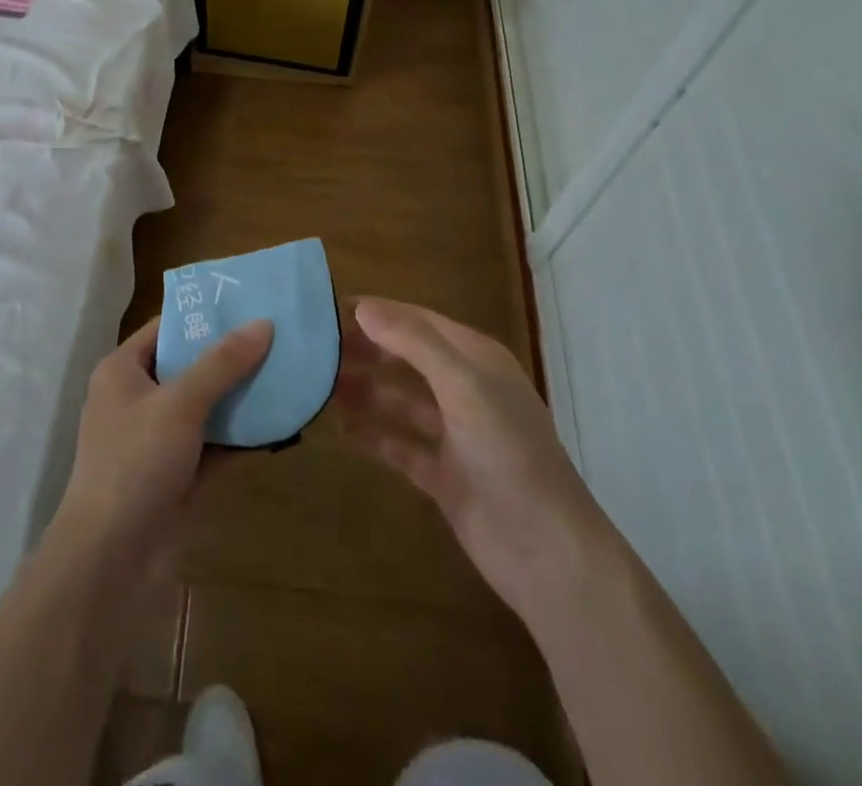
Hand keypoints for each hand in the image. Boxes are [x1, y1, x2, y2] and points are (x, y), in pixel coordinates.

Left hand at [55, 315, 273, 560]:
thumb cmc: (135, 462)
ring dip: (239, 397)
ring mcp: (155, 441)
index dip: (204, 315)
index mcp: (122, 371)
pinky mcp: (174, 476)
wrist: (110, 561)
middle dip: (230, 357)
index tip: (248, 304)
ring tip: (286, 375)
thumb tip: (263, 323)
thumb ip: (222, 363)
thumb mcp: (180, 402)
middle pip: (188, 366)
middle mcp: (136, 399)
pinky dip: (238, 437)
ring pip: (203, 408)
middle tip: (277, 338)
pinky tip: (278, 425)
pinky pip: (211, 445)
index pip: (166, 328)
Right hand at [336, 296, 600, 617]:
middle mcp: (465, 389)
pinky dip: (374, 435)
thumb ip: (414, 343)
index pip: (417, 321)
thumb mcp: (463, 386)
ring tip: (318, 387)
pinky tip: (340, 430)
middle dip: (365, 351)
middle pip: (406, 359)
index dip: (376, 313)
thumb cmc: (508, 453)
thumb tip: (363, 307)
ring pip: (399, 401)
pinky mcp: (444, 475)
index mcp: (476, 359)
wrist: (547, 553)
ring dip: (365, 391)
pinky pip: (400, 445)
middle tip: (314, 350)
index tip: (327, 310)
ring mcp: (455, 434)